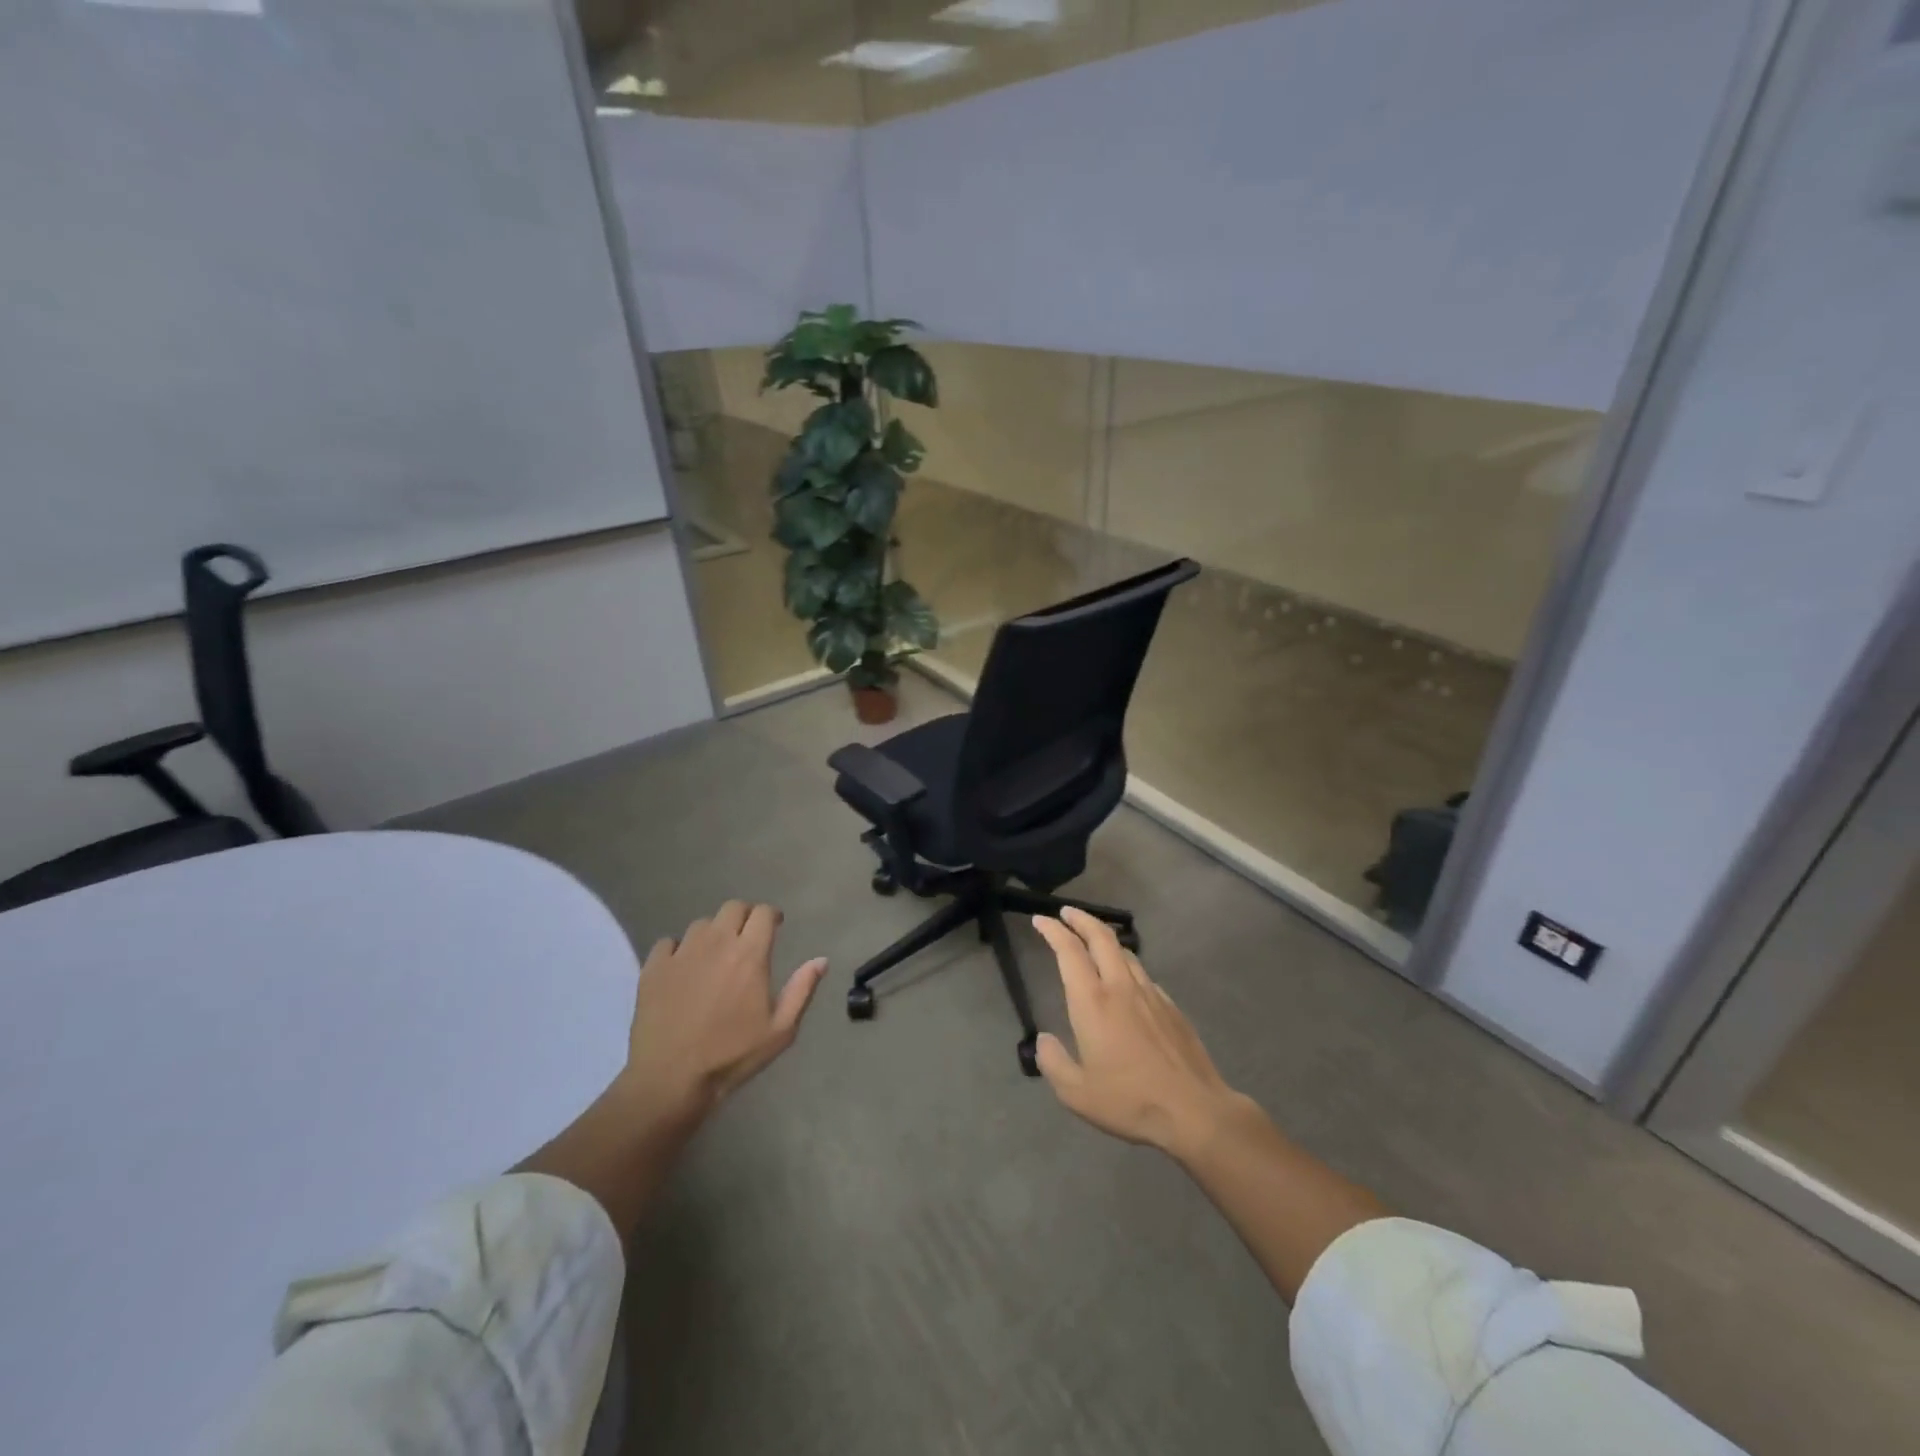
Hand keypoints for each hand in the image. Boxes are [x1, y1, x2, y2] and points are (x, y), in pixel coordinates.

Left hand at [619, 900, 827, 1129]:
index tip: (775, 927)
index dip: (771, 916)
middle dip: (744, 917)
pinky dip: (678, 950)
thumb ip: (802, 989)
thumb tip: (821, 959)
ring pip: (701, 924)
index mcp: (750, 954)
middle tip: (747, 939)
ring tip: (714, 956)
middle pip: (732, 908)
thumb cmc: (731, 1056)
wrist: (670, 1080)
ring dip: (713, 933)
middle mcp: (716, 942)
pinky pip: (668, 943)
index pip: (763, 912)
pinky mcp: (653, 967)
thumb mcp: (780, 1030)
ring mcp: (681, 952)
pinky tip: (682, 970)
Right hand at [1032, 909, 1242, 1157]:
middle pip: (1101, 937)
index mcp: (1092, 1002)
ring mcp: (1150, 994)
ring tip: (1093, 941)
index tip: (1041, 920)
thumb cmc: (1130, 1101)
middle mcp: (1121, 987)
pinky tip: (1125, 980)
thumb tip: (1043, 1040)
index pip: (1069, 951)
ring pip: (1125, 952)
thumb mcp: (1077, 1093)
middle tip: (1066, 913)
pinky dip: (1126, 965)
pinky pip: (1143, 974)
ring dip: (1105, 939)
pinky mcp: (1171, 1007)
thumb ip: (1053, 1063)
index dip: (1053, 931)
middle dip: (1081, 919)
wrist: (1194, 1110)